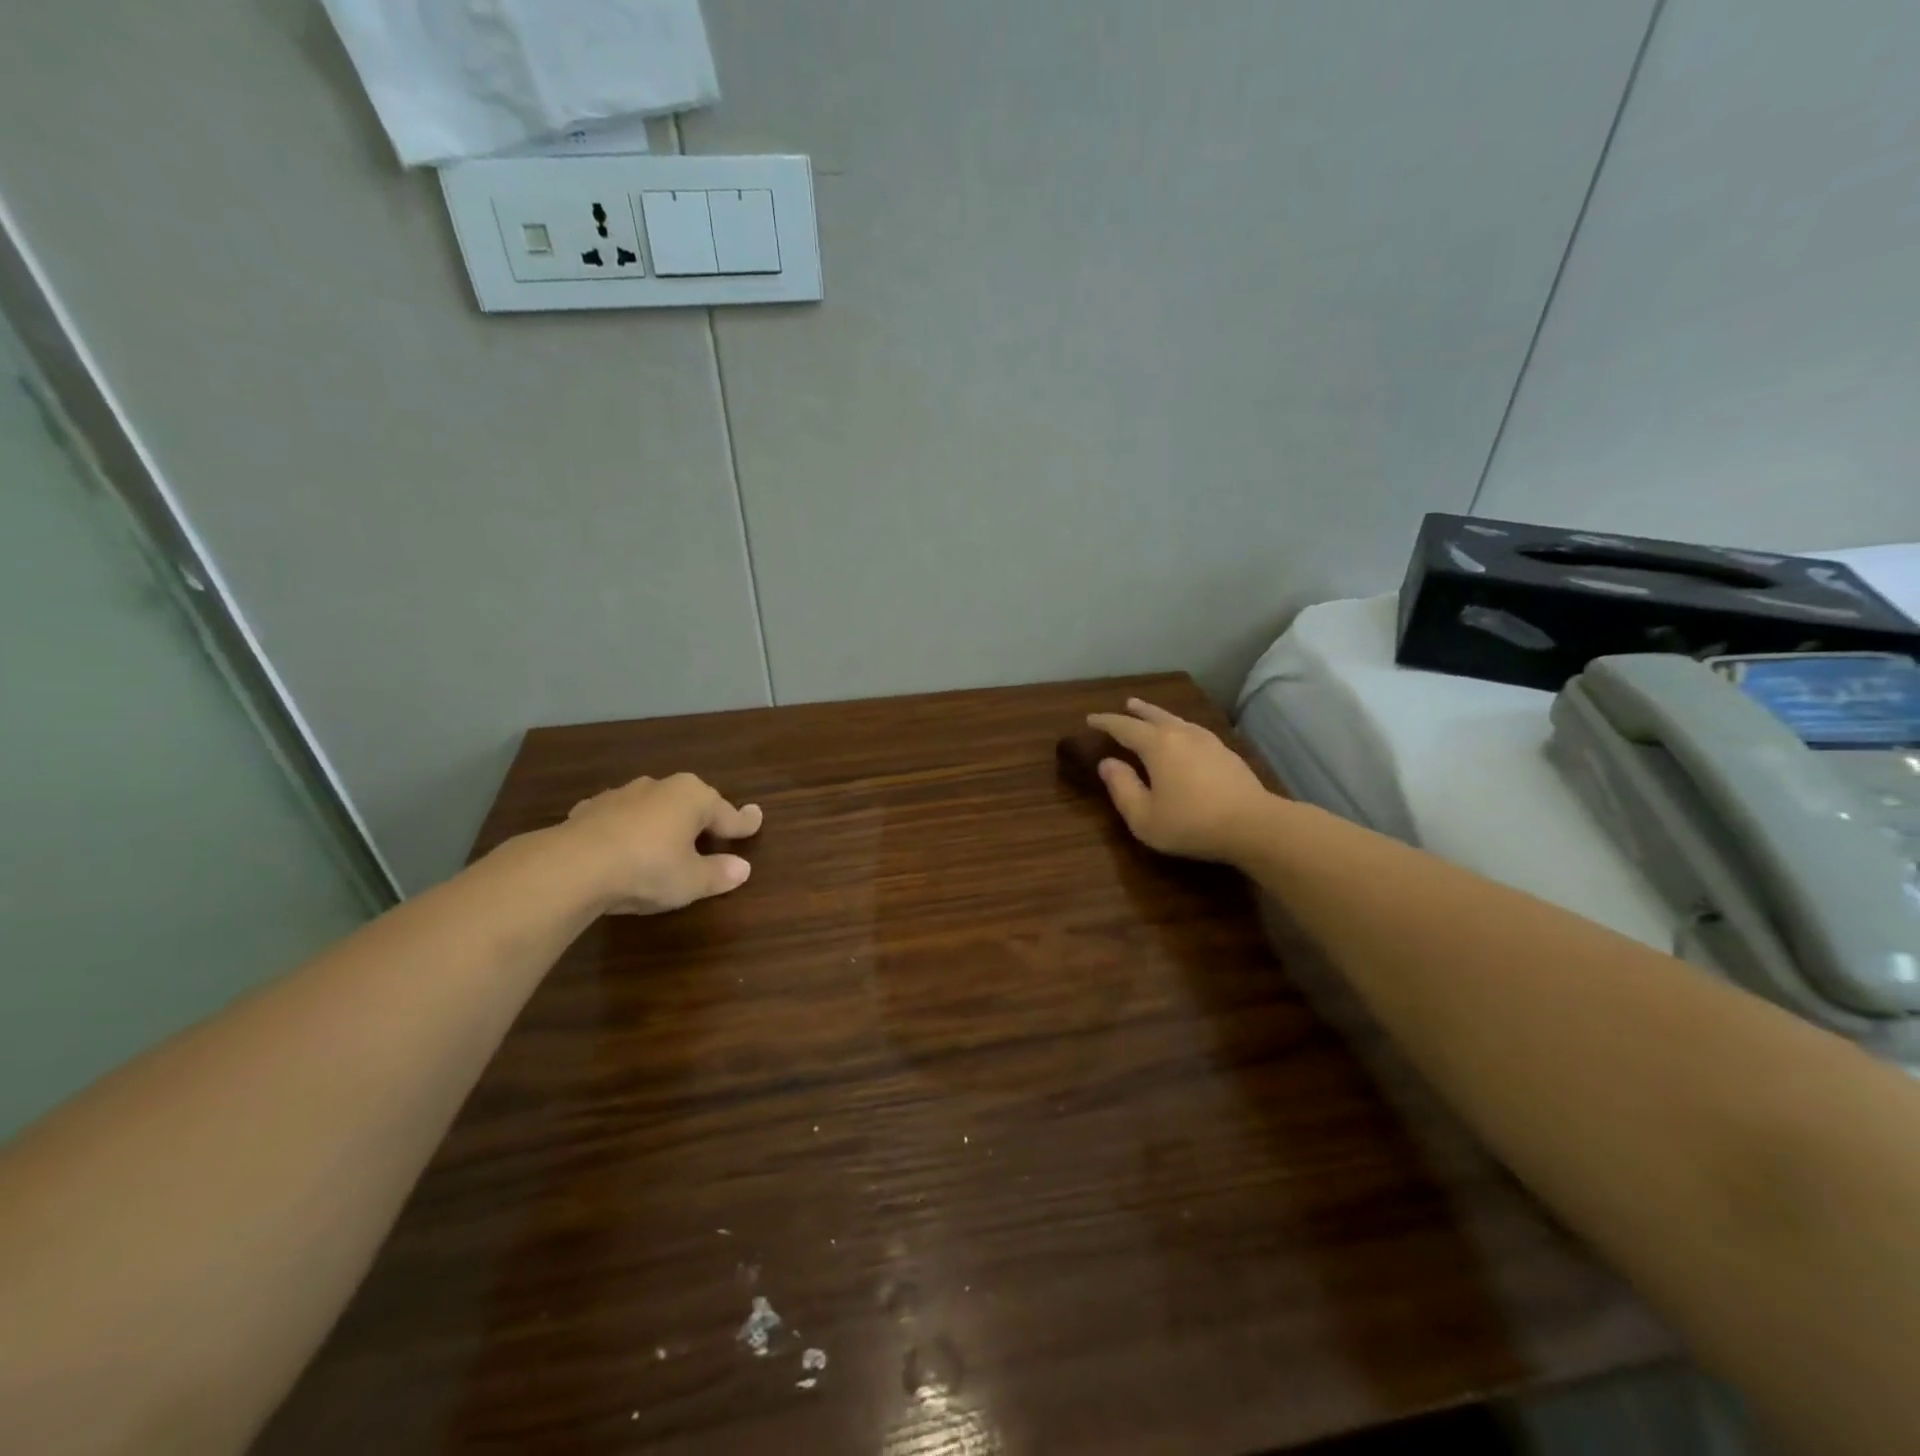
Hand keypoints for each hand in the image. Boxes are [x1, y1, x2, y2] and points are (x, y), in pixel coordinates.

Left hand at [560, 773, 763, 914]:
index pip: (727, 813)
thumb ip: (718, 873)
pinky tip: (625, 846)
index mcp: (693, 798)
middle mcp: (661, 787)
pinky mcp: (591, 809)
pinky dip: (630, 829)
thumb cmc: (648, 868)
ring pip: (654, 807)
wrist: (573, 866)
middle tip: (713, 835)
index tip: (756, 820)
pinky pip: (622, 817)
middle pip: (691, 803)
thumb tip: (742, 868)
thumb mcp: (691, 881)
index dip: (743, 823)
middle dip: (702, 818)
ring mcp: (623, 794)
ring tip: (667, 842)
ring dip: (663, 822)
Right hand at [1086, 699, 1275, 863]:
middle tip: (1126, 703)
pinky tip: (1185, 736)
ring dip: (1160, 715)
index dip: (1106, 722)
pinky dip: (1180, 728)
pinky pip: (1194, 731)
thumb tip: (1107, 764)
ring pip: (1177, 720)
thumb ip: (1122, 788)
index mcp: (1157, 745)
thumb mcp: (1144, 816)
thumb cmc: (1191, 822)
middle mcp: (1181, 735)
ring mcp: (1208, 741)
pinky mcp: (1226, 753)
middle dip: (1137, 711)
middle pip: (1154, 716)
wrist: (1254, 824)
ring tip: (1152, 715)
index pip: (1124, 728)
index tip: (1091, 719)